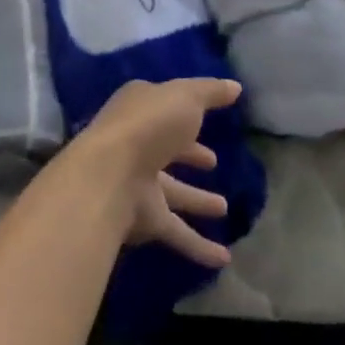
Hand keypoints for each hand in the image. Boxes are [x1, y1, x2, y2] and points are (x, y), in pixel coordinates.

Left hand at [72, 78, 241, 270]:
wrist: (109, 175)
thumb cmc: (148, 125)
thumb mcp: (185, 96)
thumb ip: (210, 92)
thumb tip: (235, 86)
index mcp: (140, 109)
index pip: (164, 107)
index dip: (186, 113)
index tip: (206, 120)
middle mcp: (136, 144)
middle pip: (166, 150)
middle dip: (189, 154)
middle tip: (213, 162)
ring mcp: (138, 182)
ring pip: (173, 192)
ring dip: (197, 200)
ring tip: (225, 208)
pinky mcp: (143, 217)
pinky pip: (176, 232)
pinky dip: (199, 246)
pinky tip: (224, 259)